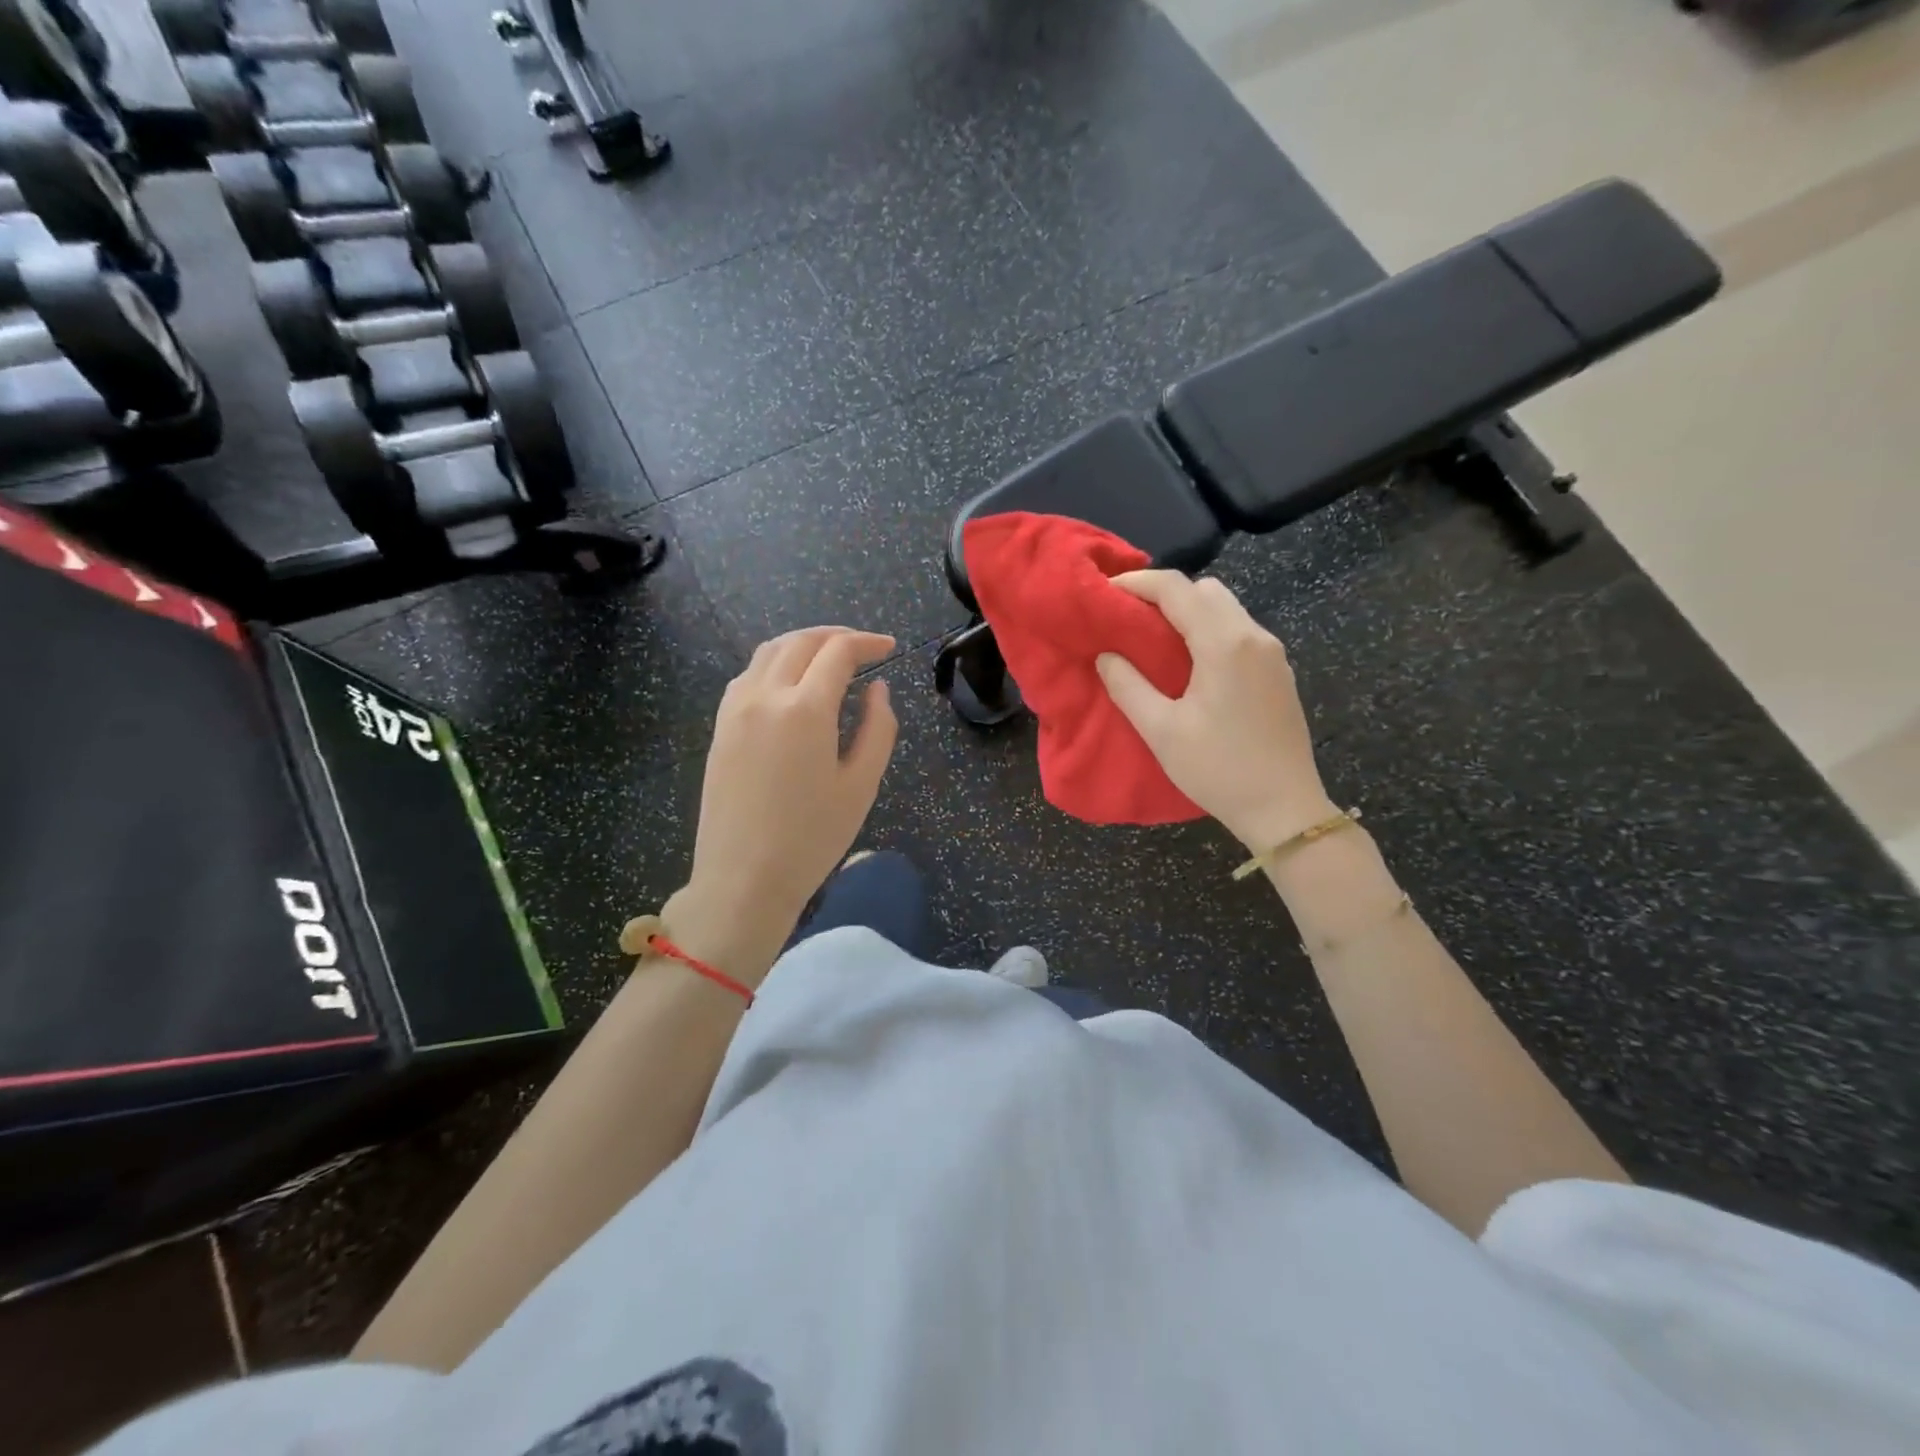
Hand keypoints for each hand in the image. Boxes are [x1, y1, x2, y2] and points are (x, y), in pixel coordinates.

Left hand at [668, 627, 897, 981]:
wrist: (743, 879)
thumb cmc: (812, 838)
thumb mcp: (861, 785)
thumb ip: (878, 728)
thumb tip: (878, 689)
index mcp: (805, 708)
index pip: (839, 652)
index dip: (868, 643)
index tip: (890, 647)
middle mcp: (765, 695)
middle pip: (801, 641)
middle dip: (836, 636)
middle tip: (864, 647)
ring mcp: (735, 709)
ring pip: (769, 652)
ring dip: (803, 644)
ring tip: (829, 657)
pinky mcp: (720, 726)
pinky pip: (748, 675)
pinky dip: (775, 664)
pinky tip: (791, 684)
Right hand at [1096, 572, 1333, 849]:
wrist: (1285, 809)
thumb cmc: (1218, 769)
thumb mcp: (1161, 731)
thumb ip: (1128, 686)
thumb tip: (1106, 655)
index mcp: (1224, 644)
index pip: (1176, 588)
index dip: (1137, 583)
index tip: (1105, 593)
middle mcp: (1254, 636)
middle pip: (1206, 589)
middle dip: (1165, 594)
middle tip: (1130, 619)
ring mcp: (1272, 653)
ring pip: (1226, 608)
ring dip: (1189, 612)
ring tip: (1155, 641)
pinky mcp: (1279, 672)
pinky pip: (1239, 631)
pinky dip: (1209, 630)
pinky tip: (1190, 663)